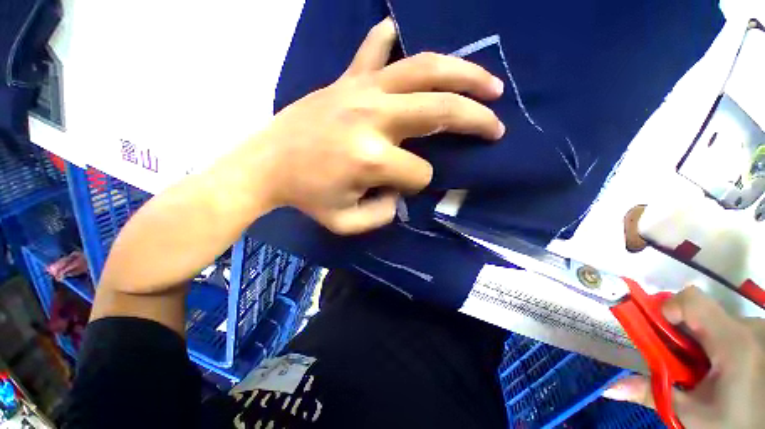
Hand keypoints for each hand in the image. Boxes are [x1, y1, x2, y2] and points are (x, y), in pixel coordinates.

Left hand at [246, 17, 504, 233]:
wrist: (266, 165)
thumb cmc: (306, 197)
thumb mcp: (346, 222)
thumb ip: (383, 214)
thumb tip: (401, 192)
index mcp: (372, 160)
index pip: (418, 174)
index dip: (415, 184)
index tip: (401, 188)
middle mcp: (373, 118)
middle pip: (441, 110)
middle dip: (475, 121)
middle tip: (496, 126)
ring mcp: (360, 91)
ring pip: (425, 70)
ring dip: (464, 75)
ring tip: (489, 84)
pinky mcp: (346, 80)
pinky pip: (374, 50)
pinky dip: (391, 40)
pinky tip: (402, 33)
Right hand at [603, 286, 764, 428]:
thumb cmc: (731, 423)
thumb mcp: (691, 414)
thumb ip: (653, 394)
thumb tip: (610, 388)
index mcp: (732, 342)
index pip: (692, 300)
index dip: (669, 307)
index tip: (661, 330)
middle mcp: (747, 326)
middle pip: (700, 311)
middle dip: (681, 331)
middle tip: (678, 359)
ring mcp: (757, 329)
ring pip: (713, 320)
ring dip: (698, 339)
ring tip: (701, 370)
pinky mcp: (759, 333)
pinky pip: (727, 326)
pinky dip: (714, 342)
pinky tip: (720, 368)